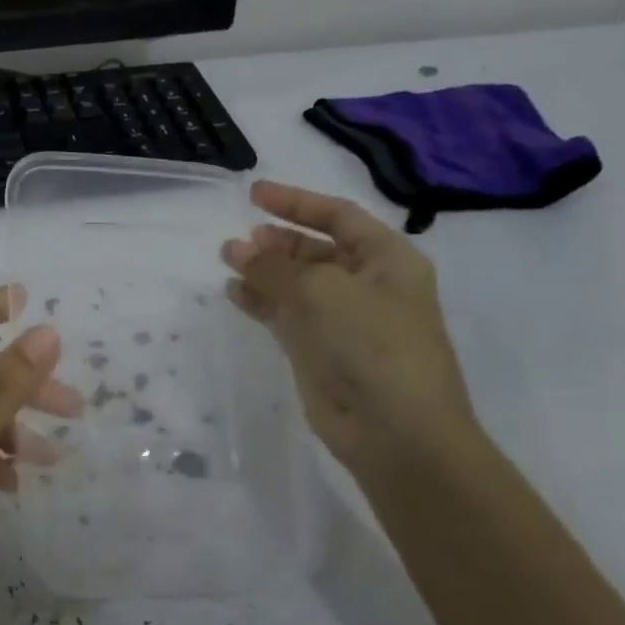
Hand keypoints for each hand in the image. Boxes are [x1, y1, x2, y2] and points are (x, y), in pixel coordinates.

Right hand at [222, 181, 476, 477]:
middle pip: (316, 250)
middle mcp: (367, 285)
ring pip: (296, 283)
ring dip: (264, 270)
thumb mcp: (323, 292)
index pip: (339, 216)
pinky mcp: (319, 350)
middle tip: (239, 240)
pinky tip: (234, 293)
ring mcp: (342, 320)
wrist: (395, 430)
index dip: (297, 202)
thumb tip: (237, 248)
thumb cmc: (372, 344)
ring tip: (228, 261)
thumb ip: (275, 267)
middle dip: (277, 241)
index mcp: (388, 260)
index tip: (254, 194)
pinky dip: (261, 301)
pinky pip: (285, 314)